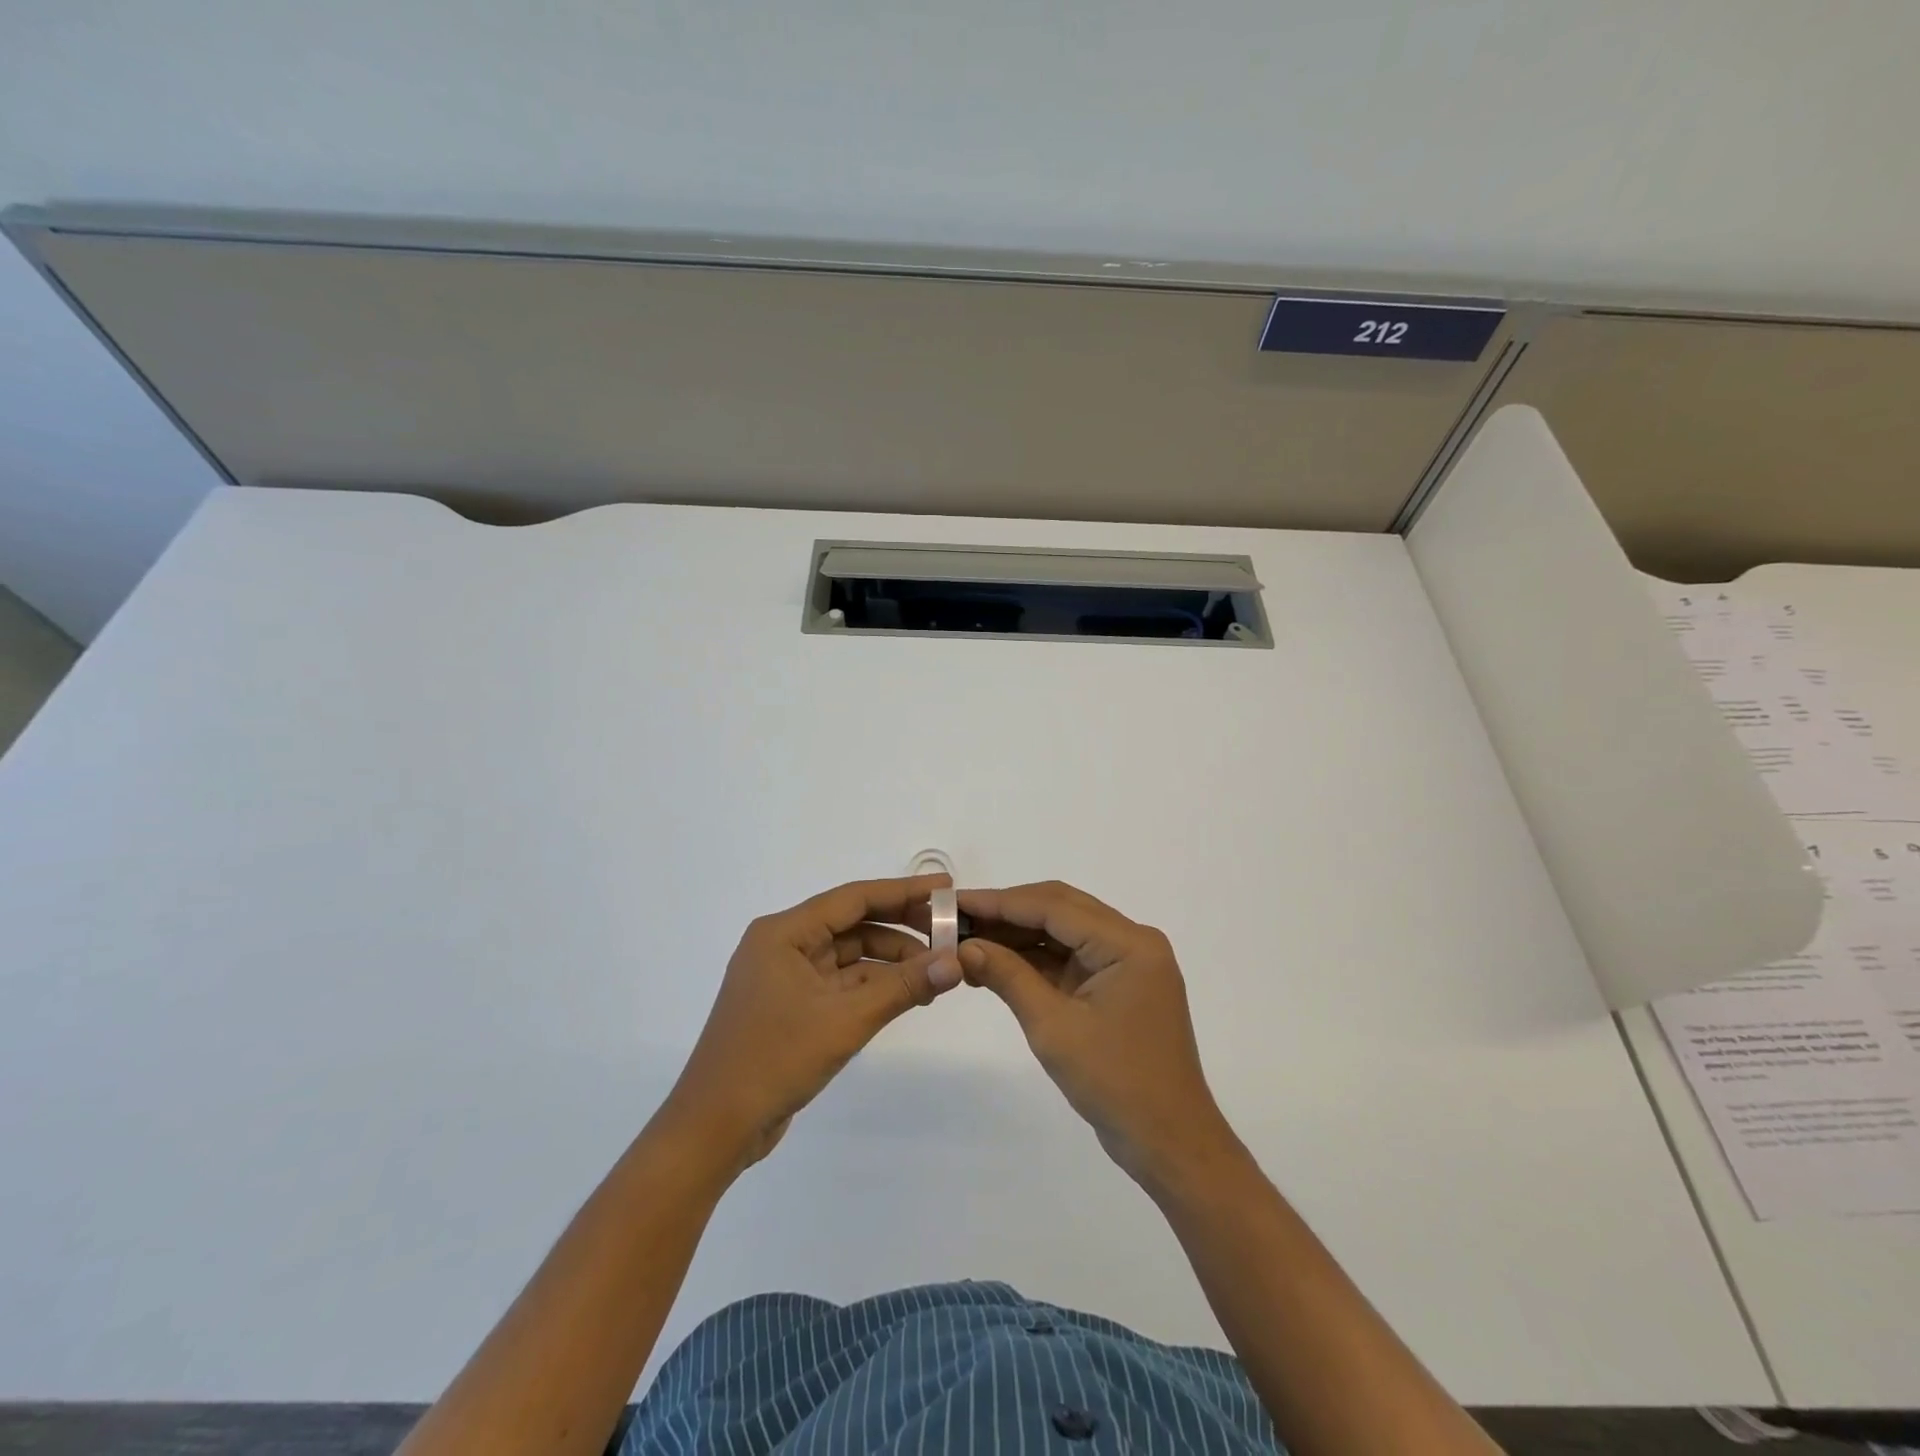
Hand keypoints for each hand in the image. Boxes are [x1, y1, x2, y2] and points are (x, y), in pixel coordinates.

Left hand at [663, 875, 961, 1171]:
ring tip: (936, 971)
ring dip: (891, 961)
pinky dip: (874, 985)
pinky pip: (841, 982)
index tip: (945, 886)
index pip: (854, 898)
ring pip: (850, 954)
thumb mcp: (845, 1020)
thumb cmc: (773, 1060)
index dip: (903, 890)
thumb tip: (956, 962)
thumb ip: (903, 987)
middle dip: (901, 926)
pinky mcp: (792, 1006)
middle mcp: (783, 945)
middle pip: (852, 923)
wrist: (713, 1129)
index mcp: (784, 933)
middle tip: (948, 930)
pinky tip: (908, 994)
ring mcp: (786, 977)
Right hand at [958, 881, 1241, 1190]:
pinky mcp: (1118, 983)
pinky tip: (996, 964)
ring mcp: (1127, 962)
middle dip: (1007, 913)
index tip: (955, 902)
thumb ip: (1008, 977)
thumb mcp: (1053, 1027)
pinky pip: (1071, 958)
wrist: (1168, 1142)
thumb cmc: (1115, 1083)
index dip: (1001, 902)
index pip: (1054, 906)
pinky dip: (1035, 959)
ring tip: (968, 941)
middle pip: (1060, 909)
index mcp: (1128, 943)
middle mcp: (1132, 940)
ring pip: (1063, 931)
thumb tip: (964, 947)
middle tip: (957, 918)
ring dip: (1018, 935)